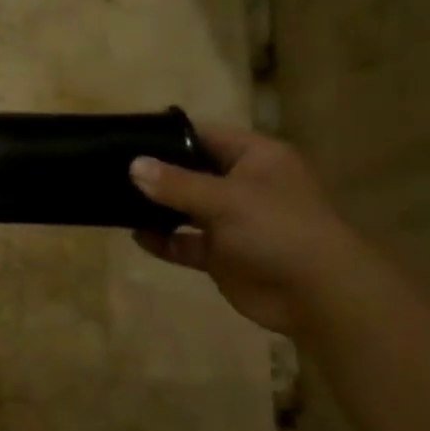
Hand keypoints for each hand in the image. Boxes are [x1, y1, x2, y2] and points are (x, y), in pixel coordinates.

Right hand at [129, 125, 364, 335]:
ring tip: (116, 202)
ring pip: (186, 208)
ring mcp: (233, 221)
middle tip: (112, 171)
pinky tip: (137, 236)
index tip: (128, 139)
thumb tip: (134, 165)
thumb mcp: (225, 198)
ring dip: (157, 208)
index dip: (168, 136)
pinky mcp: (223, 255)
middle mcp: (244, 185)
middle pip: (192, 172)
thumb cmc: (277, 229)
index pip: (205, 136)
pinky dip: (164, 240)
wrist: (317, 294)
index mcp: (255, 157)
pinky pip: (186, 242)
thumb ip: (176, 183)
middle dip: (157, 174)